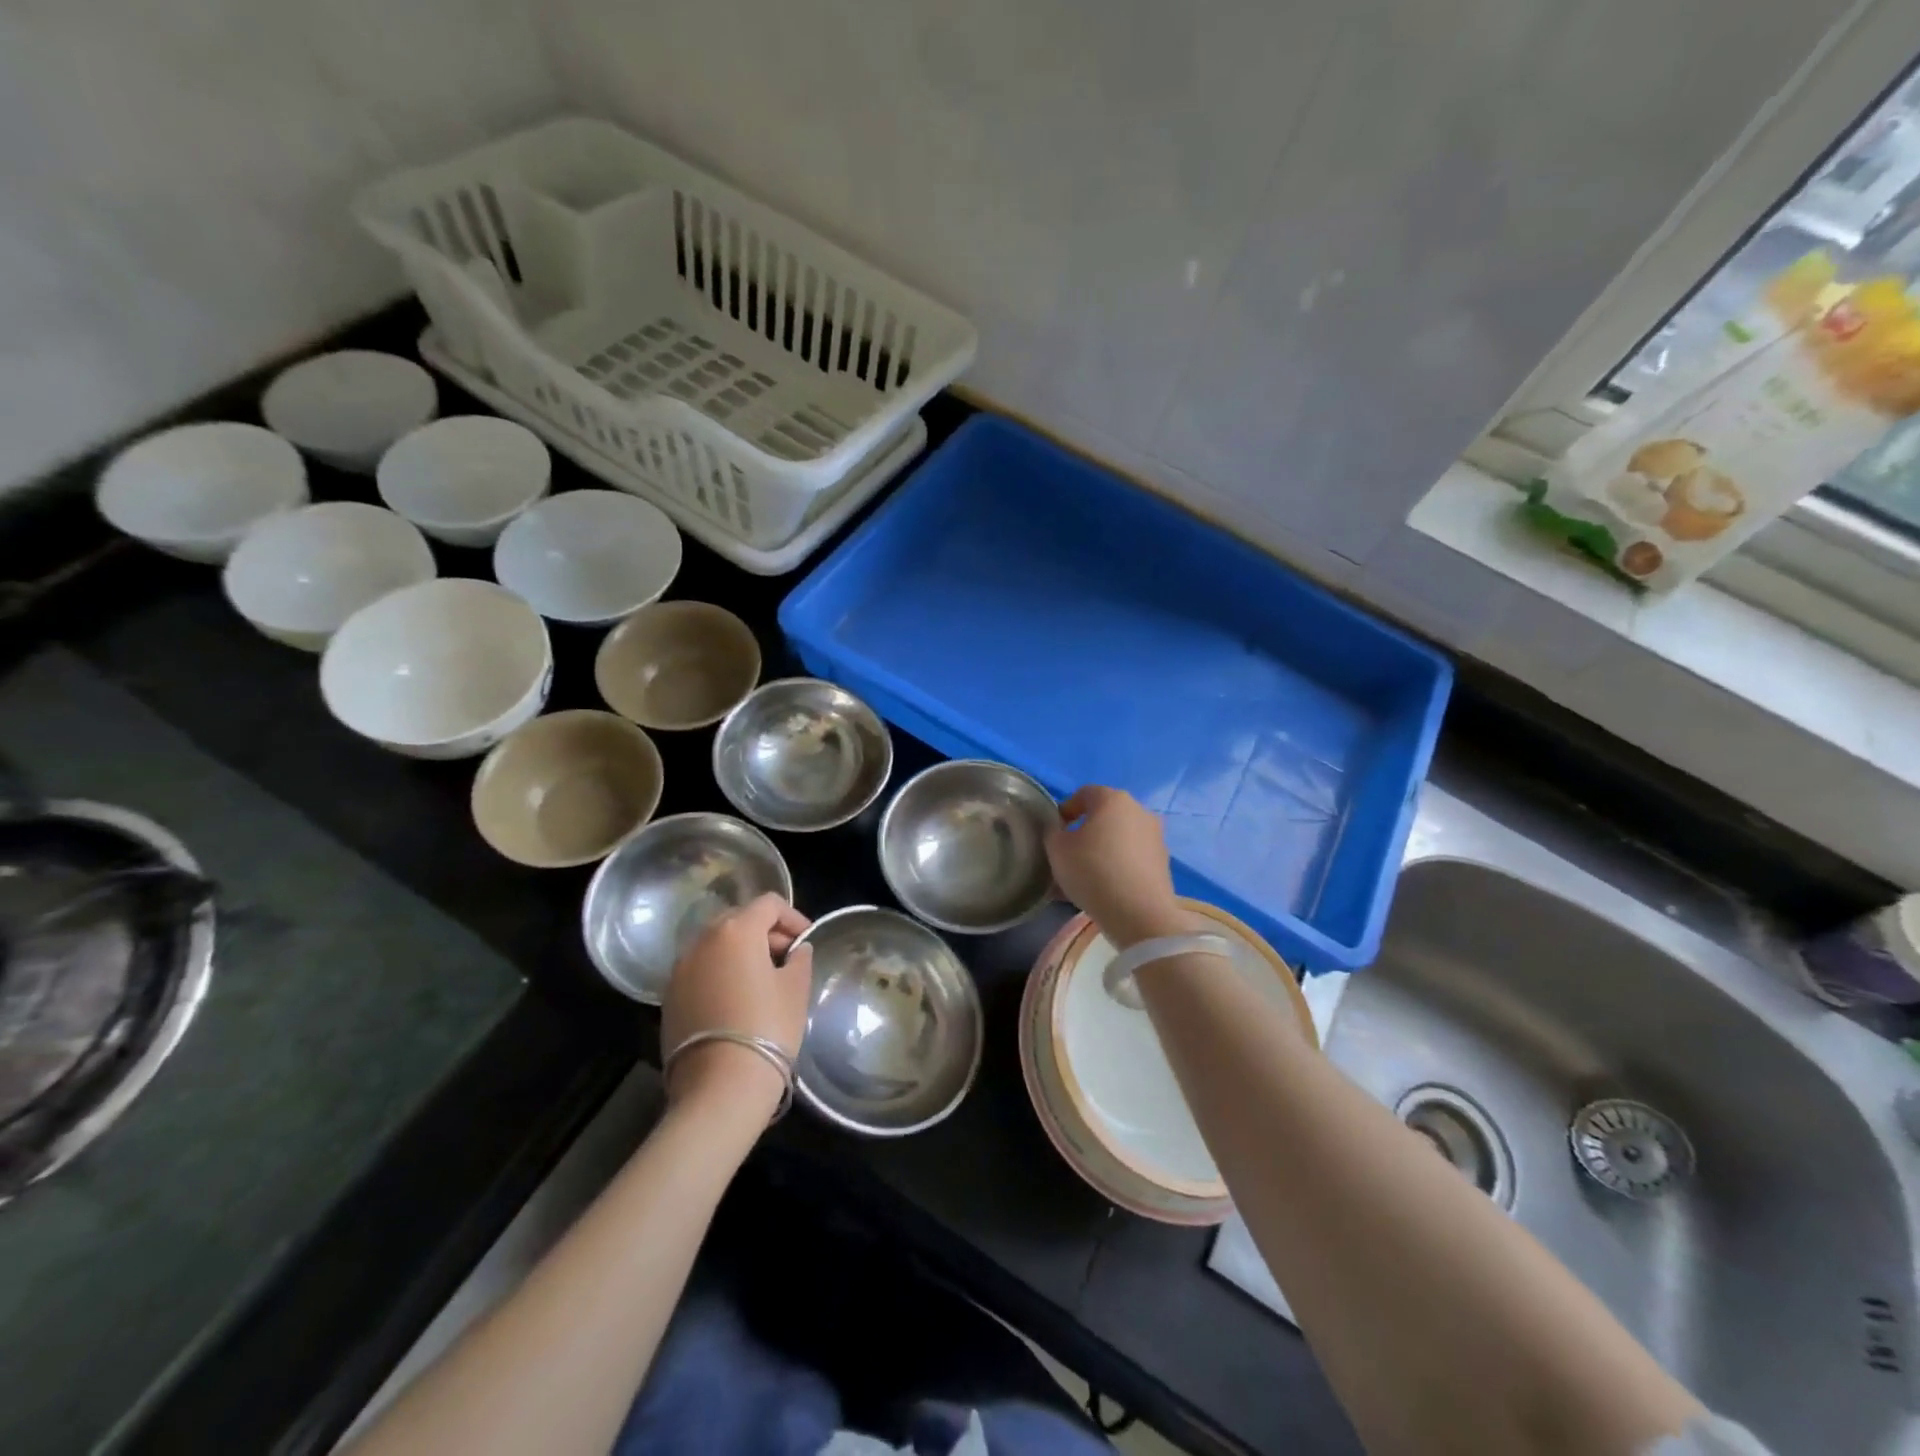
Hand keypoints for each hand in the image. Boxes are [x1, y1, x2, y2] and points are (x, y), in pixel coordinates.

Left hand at [661, 894, 812, 1119]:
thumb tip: (796, 950)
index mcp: (736, 930)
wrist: (719, 1087)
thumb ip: (799, 959)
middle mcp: (702, 940)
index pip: (768, 903)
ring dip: (740, 952)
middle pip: (739, 919)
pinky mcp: (669, 997)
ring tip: (762, 980)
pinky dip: (720, 973)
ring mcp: (680, 969)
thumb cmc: (768, 1027)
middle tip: (787, 958)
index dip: (793, 917)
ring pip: (716, 945)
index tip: (806, 940)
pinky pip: (700, 970)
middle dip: (765, 932)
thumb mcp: (795, 989)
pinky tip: (736, 1000)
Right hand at [1045, 786, 1196, 948]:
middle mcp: (1139, 811)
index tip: (1055, 831)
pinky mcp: (1163, 862)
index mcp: (1113, 799)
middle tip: (1069, 853)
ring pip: (1120, 838)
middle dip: (1086, 830)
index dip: (1066, 809)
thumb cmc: (1093, 871)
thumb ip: (1053, 832)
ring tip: (1086, 875)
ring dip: (1103, 849)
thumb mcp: (1057, 850)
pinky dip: (1118, 865)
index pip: (1084, 793)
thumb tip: (1060, 829)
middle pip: (1105, 815)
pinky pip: (1132, 857)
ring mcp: (1156, 837)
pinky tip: (1105, 887)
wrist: (1140, 914)